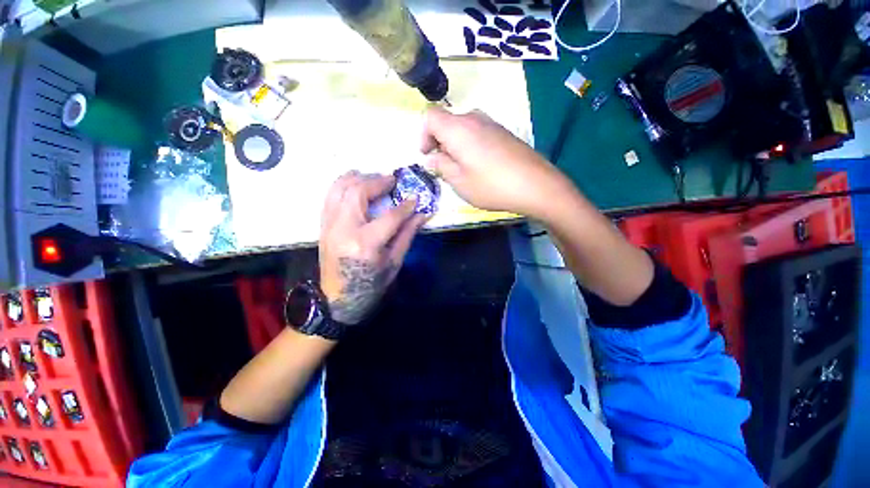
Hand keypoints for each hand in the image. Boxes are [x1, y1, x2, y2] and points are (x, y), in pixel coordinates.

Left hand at [319, 171, 425, 323]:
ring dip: (357, 178)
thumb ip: (407, 235)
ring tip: (373, 177)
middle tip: (392, 180)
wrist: (336, 300)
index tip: (415, 198)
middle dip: (377, 182)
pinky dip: (342, 185)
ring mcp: (329, 226)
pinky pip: (330, 196)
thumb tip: (422, 214)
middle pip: (357, 193)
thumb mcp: (394, 263)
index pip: (390, 216)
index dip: (406, 206)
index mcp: (366, 244)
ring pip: (339, 188)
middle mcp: (343, 229)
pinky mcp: (323, 226)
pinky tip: (355, 183)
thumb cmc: (371, 286)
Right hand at [421, 107, 575, 221]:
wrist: (536, 185)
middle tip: (444, 166)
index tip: (427, 155)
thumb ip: (442, 166)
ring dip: (455, 145)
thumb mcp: (460, 182)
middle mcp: (474, 119)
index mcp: (458, 129)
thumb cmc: (492, 185)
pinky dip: (470, 145)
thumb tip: (432, 157)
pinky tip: (480, 165)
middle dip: (439, 142)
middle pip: (447, 122)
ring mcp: (491, 123)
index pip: (430, 116)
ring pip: (463, 128)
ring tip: (462, 168)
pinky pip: (478, 132)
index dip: (423, 135)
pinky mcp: (503, 132)